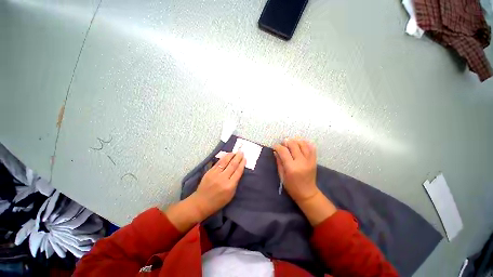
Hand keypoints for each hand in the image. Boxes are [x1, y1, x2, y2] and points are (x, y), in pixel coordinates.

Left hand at [191, 152, 245, 218]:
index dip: (242, 164)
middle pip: (232, 165)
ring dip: (231, 156)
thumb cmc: (218, 201)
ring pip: (225, 162)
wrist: (201, 202)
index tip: (245, 159)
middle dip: (238, 158)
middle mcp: (223, 178)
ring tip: (235, 152)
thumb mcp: (230, 195)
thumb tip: (238, 171)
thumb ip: (235, 183)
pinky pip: (218, 163)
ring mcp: (215, 174)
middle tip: (241, 152)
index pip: (238, 172)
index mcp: (230, 186)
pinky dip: (223, 158)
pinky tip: (227, 155)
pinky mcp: (209, 172)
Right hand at [274, 138, 335, 225]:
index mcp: (291, 167)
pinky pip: (312, 148)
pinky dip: (306, 143)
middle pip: (293, 145)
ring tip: (291, 142)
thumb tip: (275, 151)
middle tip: (283, 143)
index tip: (275, 146)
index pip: (283, 151)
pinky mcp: (314, 161)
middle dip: (286, 141)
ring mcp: (309, 160)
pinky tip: (301, 142)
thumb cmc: (292, 187)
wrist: (307, 193)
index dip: (278, 146)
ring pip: (303, 144)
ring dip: (296, 141)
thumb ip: (279, 162)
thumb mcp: (282, 176)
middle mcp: (301, 162)